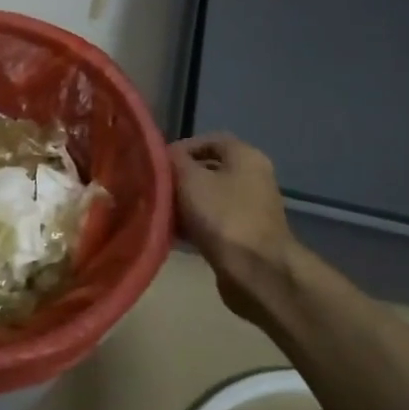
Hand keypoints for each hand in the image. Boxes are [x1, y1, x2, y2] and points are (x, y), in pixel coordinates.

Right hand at [169, 133, 298, 321]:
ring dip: (182, 204)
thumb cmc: (222, 215)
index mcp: (245, 156)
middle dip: (178, 178)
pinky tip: (172, 233)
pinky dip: (192, 224)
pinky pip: (212, 221)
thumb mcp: (189, 179)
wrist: (255, 270)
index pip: (209, 140)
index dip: (180, 148)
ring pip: (207, 197)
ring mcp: (250, 208)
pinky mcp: (243, 235)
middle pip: (207, 170)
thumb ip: (172, 161)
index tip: (156, 164)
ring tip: (158, 212)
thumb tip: (162, 155)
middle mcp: (252, 177)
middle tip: (153, 188)